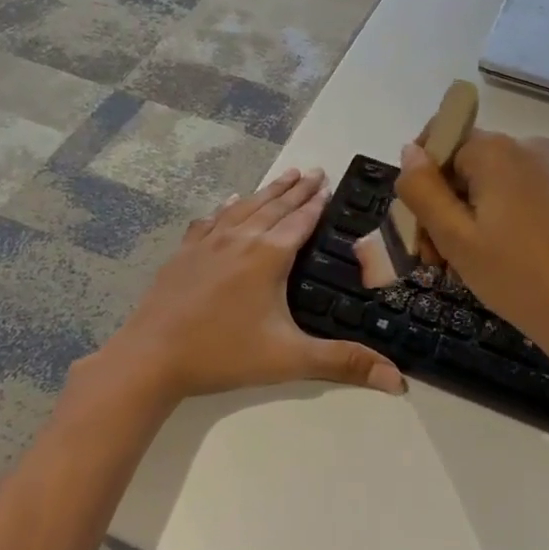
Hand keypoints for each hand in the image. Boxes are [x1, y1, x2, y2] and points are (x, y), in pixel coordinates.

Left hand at [103, 168, 406, 404]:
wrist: (151, 355)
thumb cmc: (223, 354)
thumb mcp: (288, 359)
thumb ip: (342, 363)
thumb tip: (397, 380)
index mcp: (268, 256)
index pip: (300, 221)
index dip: (317, 202)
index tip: (329, 183)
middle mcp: (240, 239)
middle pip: (274, 206)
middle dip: (297, 188)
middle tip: (314, 170)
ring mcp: (208, 242)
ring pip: (245, 207)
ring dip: (267, 191)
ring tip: (284, 175)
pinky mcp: (184, 252)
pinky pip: (212, 220)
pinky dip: (227, 208)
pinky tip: (230, 202)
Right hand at [393, 131, 548, 370]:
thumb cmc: (517, 277)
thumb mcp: (454, 237)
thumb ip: (422, 190)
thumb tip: (409, 151)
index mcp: (497, 150)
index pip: (439, 143)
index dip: (422, 182)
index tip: (419, 228)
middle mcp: (528, 147)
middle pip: (464, 165)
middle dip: (442, 208)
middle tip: (437, 261)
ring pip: (489, 183)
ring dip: (466, 219)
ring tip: (464, 267)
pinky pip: (516, 194)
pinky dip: (496, 220)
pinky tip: (497, 260)